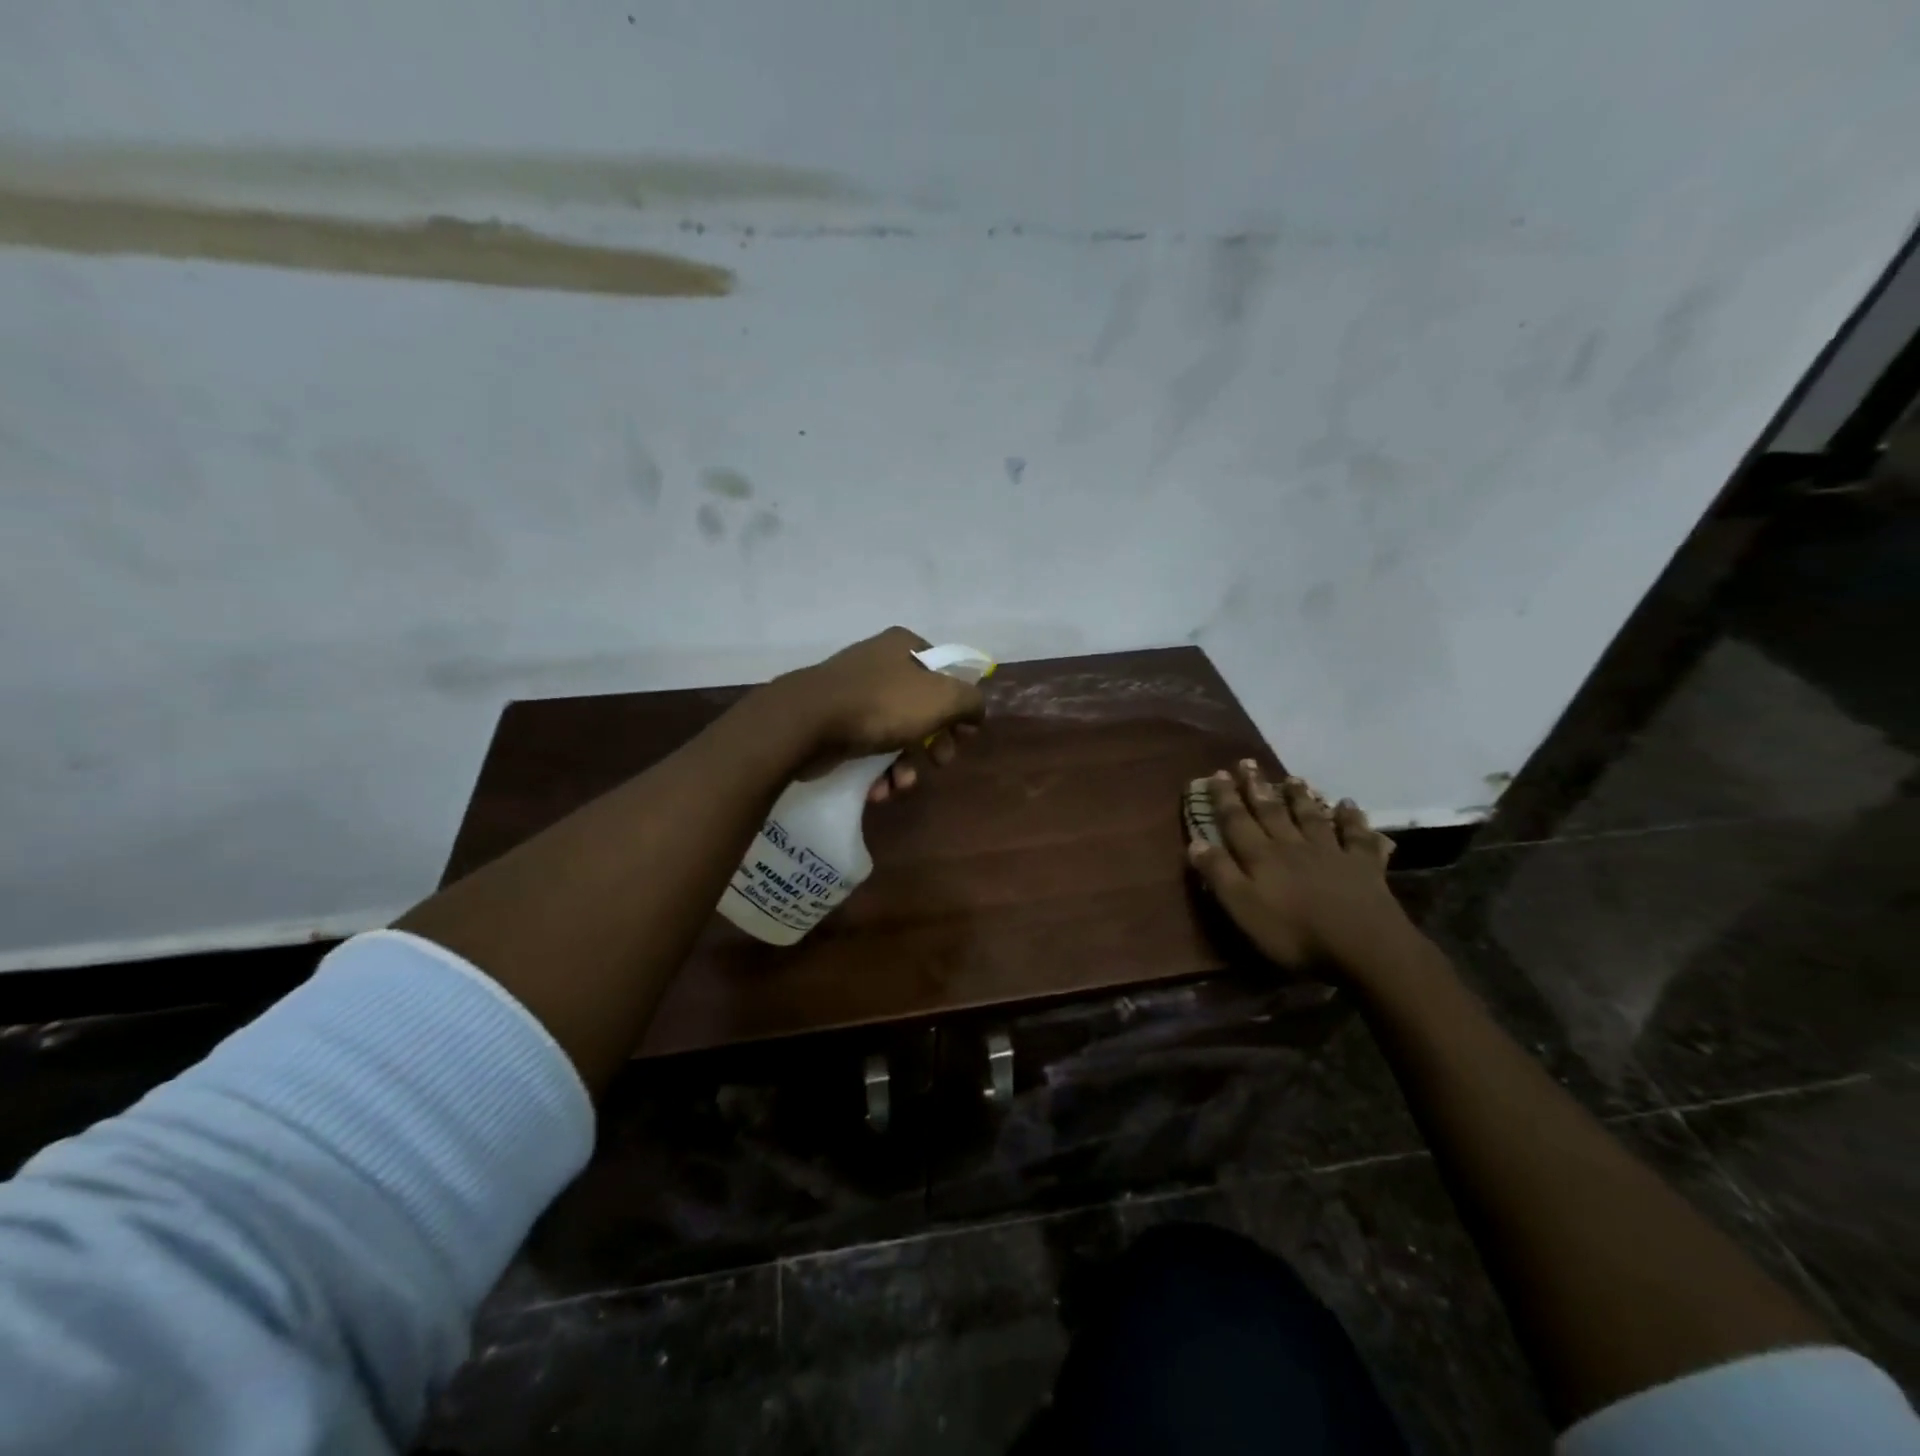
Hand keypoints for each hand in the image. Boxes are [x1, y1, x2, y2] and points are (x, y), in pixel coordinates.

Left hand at [776, 627, 986, 799]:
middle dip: (933, 743)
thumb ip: (970, 702)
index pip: (946, 672)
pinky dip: (876, 770)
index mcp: (904, 646)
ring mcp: (852, 692)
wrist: (807, 723)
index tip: (964, 735)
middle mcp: (879, 663)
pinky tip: (877, 789)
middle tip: (939, 763)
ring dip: (905, 765)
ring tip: (901, 785)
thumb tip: (975, 712)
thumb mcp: (943, 699)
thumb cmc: (882, 705)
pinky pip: (866, 746)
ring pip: (895, 732)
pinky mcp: (832, 721)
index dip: (959, 705)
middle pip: (922, 707)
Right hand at [1188, 760, 1410, 972]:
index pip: (1237, 821)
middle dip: (1256, 788)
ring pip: (1311, 817)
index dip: (1224, 798)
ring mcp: (1331, 852)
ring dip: (1299, 797)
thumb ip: (1219, 874)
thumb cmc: (1294, 932)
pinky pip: (1357, 836)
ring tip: (1292, 778)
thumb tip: (1196, 842)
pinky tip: (1349, 805)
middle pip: (1272, 812)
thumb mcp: (1243, 908)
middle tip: (1247, 763)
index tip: (1216, 774)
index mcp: (1262, 857)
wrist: (1364, 946)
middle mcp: (1293, 846)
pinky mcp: (1363, 866)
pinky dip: (1352, 818)